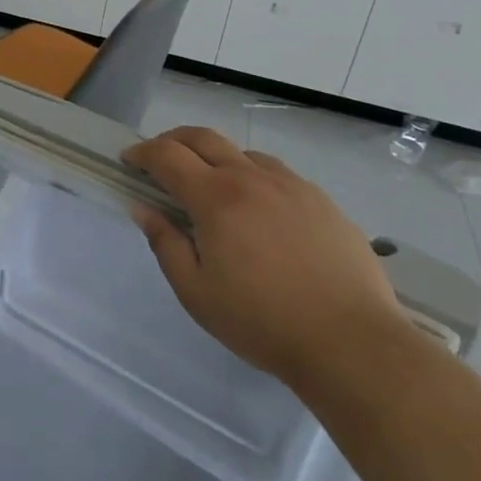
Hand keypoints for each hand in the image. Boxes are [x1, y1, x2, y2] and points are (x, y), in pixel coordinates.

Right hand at [124, 126, 407, 387]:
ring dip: (215, 157)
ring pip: (242, 152)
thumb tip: (142, 208)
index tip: (128, 161)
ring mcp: (291, 185)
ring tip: (210, 186)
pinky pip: (277, 173)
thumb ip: (165, 244)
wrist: (353, 344)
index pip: (167, 156)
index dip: (142, 153)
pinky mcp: (321, 201)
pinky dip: (252, 175)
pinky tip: (259, 208)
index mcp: (215, 197)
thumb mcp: (196, 293)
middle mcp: (251, 178)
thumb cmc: (263, 322)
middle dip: (172, 141)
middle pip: (202, 137)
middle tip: (159, 159)